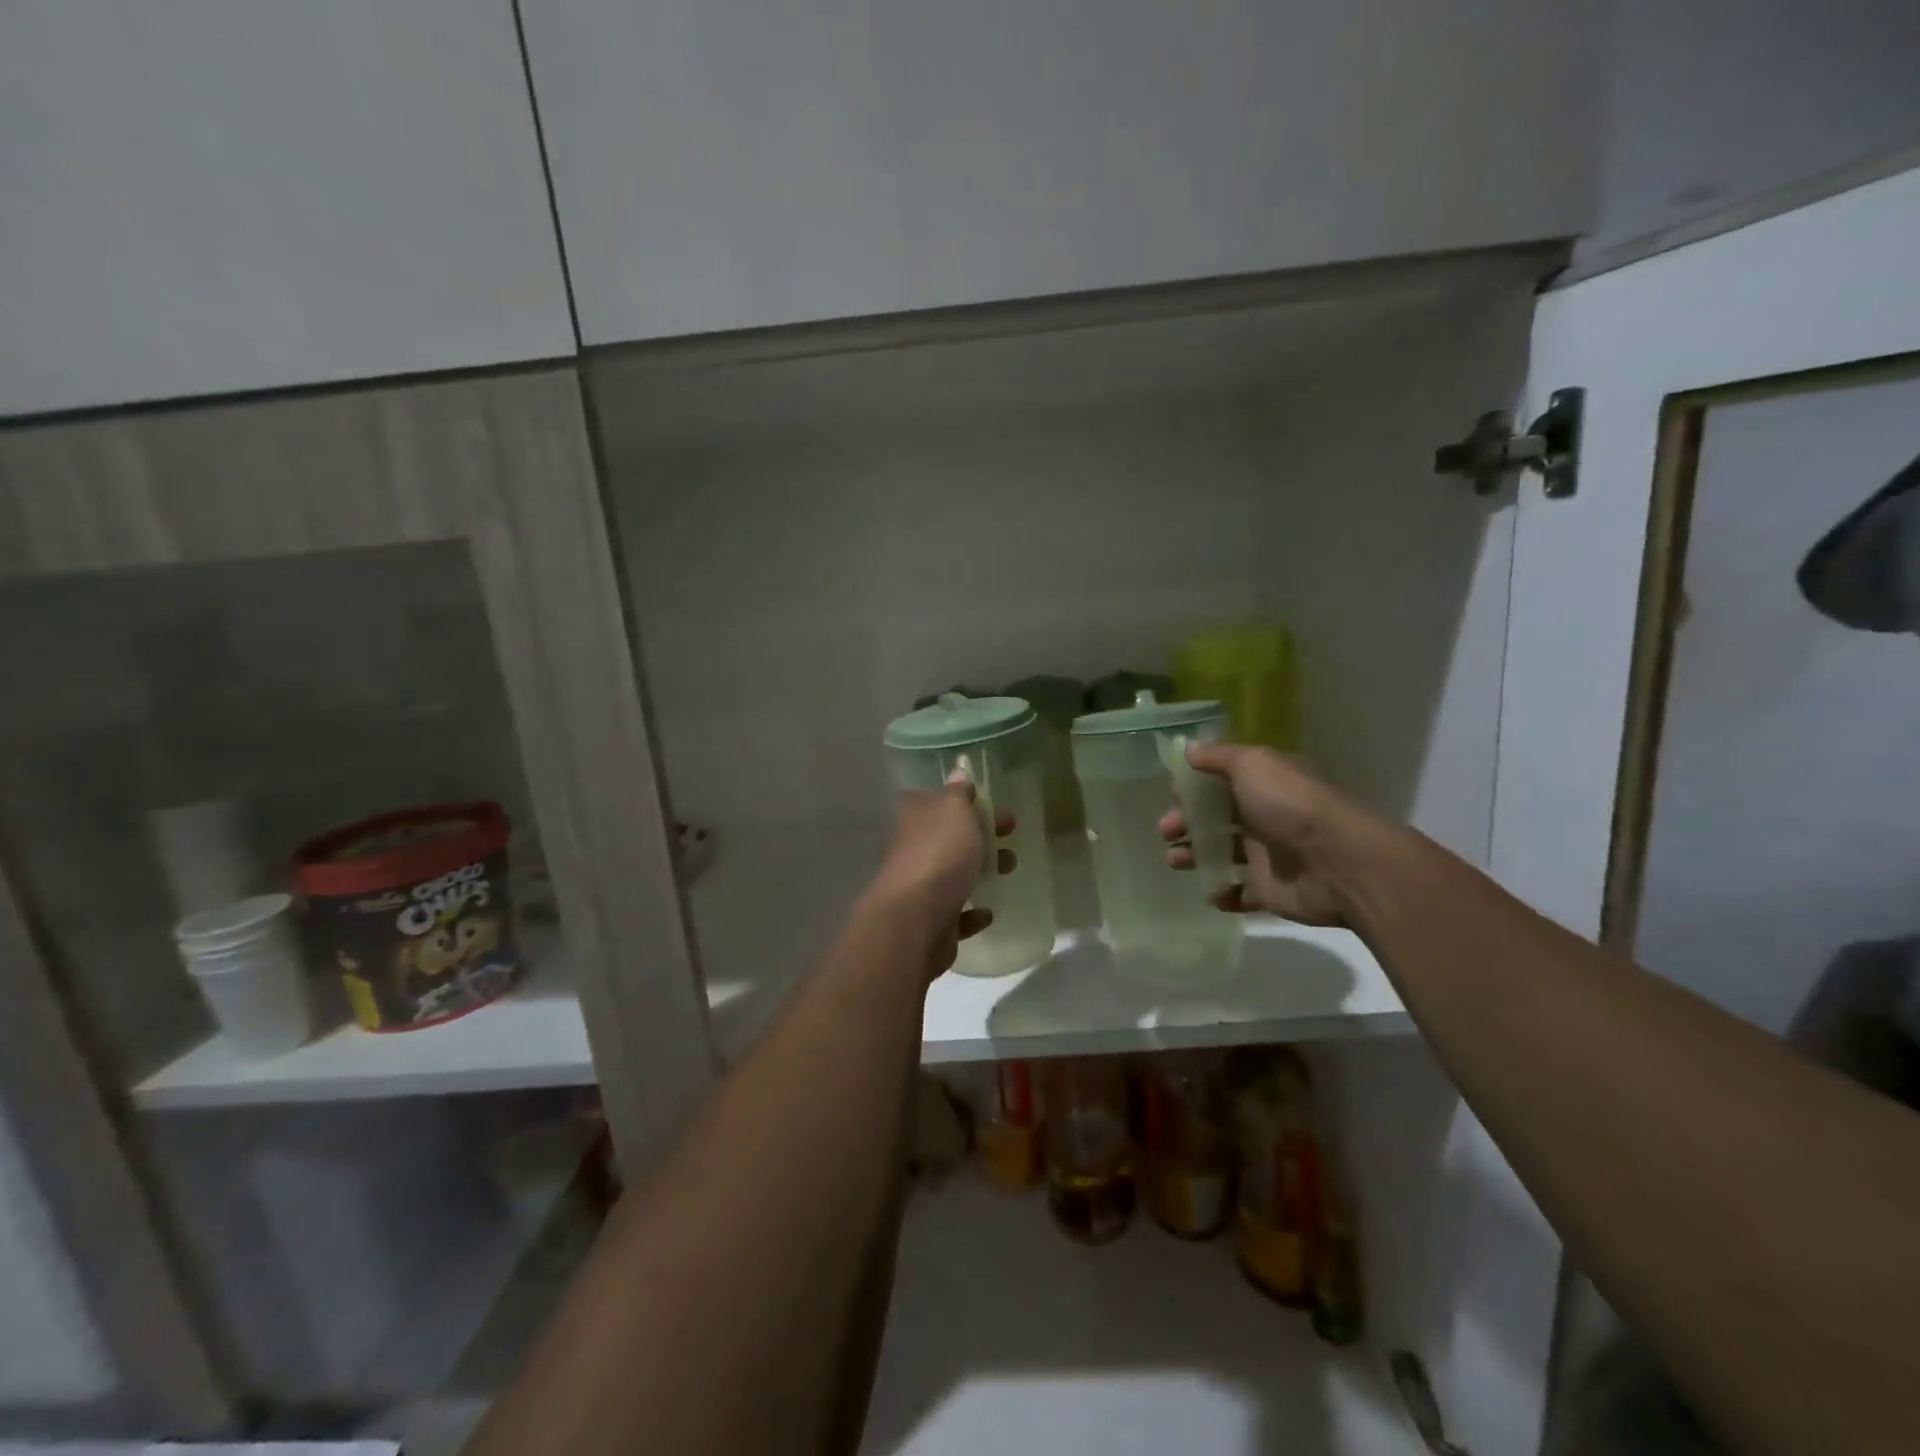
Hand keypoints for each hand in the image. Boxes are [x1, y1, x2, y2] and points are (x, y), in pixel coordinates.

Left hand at [868, 776, 1015, 977]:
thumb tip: (958, 772)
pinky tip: (988, 912)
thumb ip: (958, 793)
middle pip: (948, 837)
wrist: (917, 919)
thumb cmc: (939, 854)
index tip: (989, 802)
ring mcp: (919, 889)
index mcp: (914, 818)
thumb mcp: (954, 810)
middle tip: (1010, 832)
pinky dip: (972, 913)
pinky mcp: (931, 923)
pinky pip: (955, 914)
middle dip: (980, 834)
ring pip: (953, 874)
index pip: (934, 800)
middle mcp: (912, 850)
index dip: (961, 799)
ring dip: (981, 870)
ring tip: (1009, 867)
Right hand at [1158, 742, 1366, 926]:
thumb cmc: (1289, 805)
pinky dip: (1222, 894)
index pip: (1220, 783)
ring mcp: (1266, 856)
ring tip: (1176, 861)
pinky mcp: (1269, 891)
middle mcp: (1263, 817)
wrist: (1337, 861)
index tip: (1171, 795)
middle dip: (1185, 824)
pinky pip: (1239, 894)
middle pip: (1215, 820)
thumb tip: (1188, 749)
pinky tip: (1212, 891)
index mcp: (1261, 785)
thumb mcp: (1252, 764)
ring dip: (1194, 857)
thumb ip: (1217, 757)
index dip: (1194, 789)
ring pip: (1221, 855)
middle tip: (1166, 831)